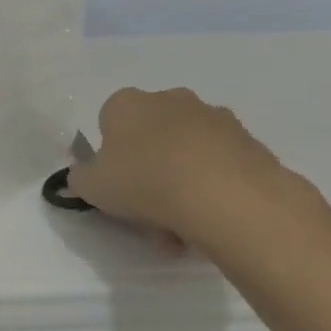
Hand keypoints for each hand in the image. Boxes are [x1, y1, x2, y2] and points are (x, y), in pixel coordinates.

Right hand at [68, 87, 305, 251]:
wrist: (227, 197)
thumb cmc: (144, 182)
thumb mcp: (92, 187)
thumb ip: (80, 179)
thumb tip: (83, 176)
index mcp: (126, 103)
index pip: (109, 122)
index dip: (110, 156)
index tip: (116, 184)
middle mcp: (169, 99)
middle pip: (151, 138)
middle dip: (148, 173)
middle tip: (147, 214)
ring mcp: (214, 118)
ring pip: (186, 154)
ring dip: (180, 185)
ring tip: (182, 230)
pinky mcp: (250, 141)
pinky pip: (219, 166)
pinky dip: (212, 189)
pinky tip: (209, 222)